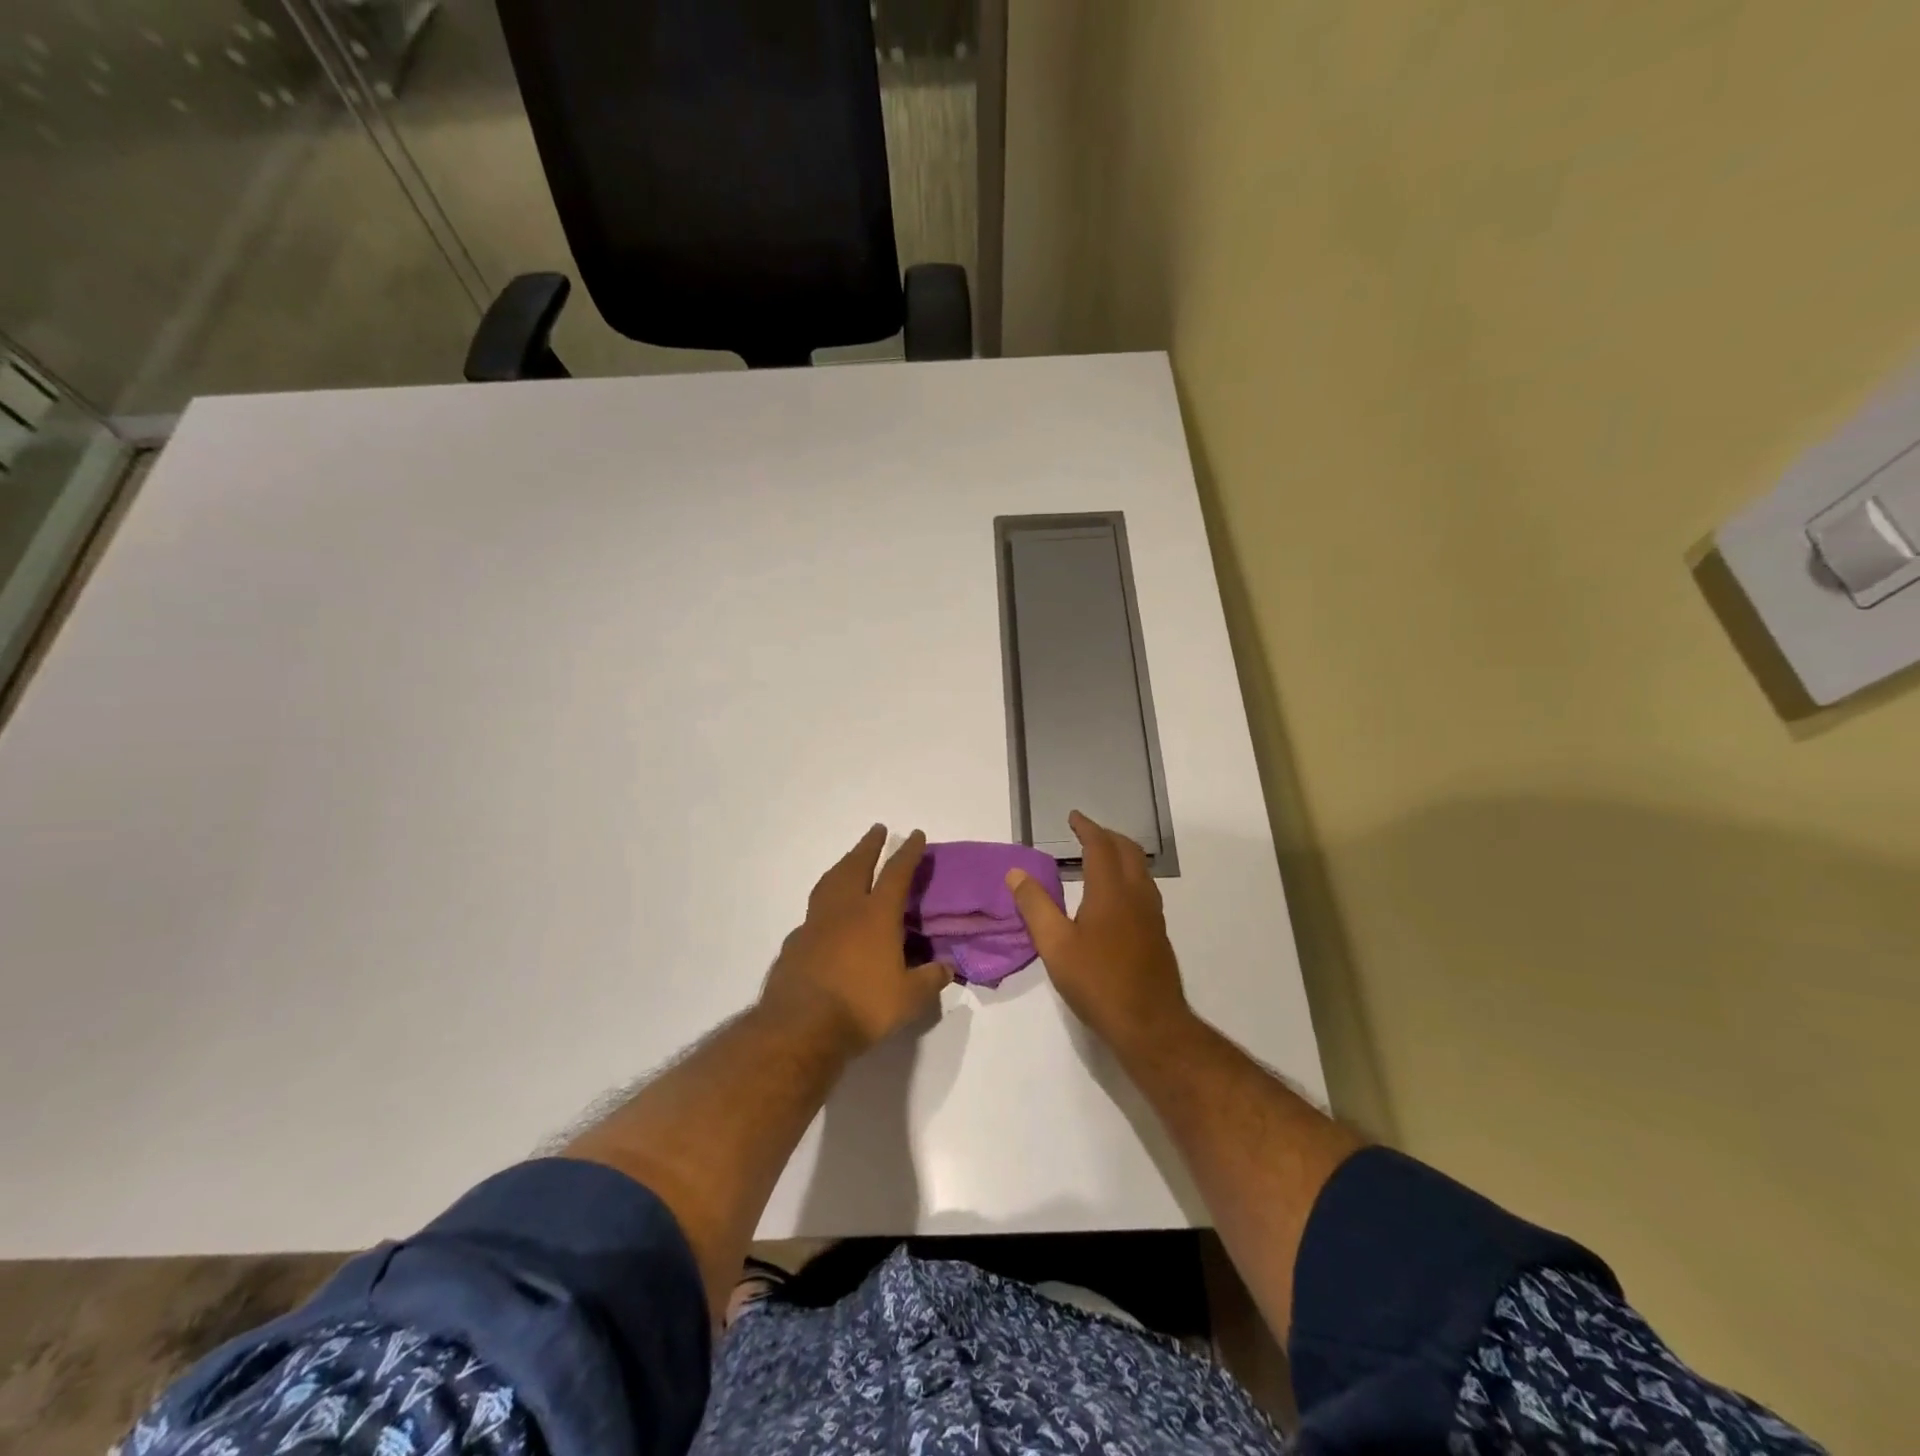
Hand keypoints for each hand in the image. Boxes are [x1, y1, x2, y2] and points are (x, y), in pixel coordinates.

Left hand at [759, 825, 950, 1053]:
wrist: (801, 1027)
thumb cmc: (862, 1007)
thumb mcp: (909, 998)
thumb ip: (930, 979)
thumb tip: (947, 968)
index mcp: (876, 915)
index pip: (897, 873)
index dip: (908, 852)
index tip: (914, 834)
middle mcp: (845, 910)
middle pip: (856, 865)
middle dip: (869, 846)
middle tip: (877, 830)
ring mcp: (815, 924)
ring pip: (829, 882)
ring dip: (843, 865)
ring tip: (850, 860)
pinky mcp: (795, 943)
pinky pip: (813, 913)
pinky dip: (824, 903)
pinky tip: (826, 916)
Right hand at [1007, 810, 1189, 1051]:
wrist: (1150, 1024)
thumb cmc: (1098, 982)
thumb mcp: (1055, 945)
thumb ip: (1034, 906)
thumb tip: (1015, 873)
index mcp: (1111, 891)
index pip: (1100, 846)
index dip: (1087, 828)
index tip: (1074, 817)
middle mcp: (1136, 895)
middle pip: (1128, 851)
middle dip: (1107, 836)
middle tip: (1086, 833)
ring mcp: (1152, 915)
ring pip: (1140, 870)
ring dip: (1121, 855)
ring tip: (1100, 858)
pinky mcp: (1157, 934)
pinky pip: (1144, 889)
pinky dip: (1128, 875)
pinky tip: (1115, 897)